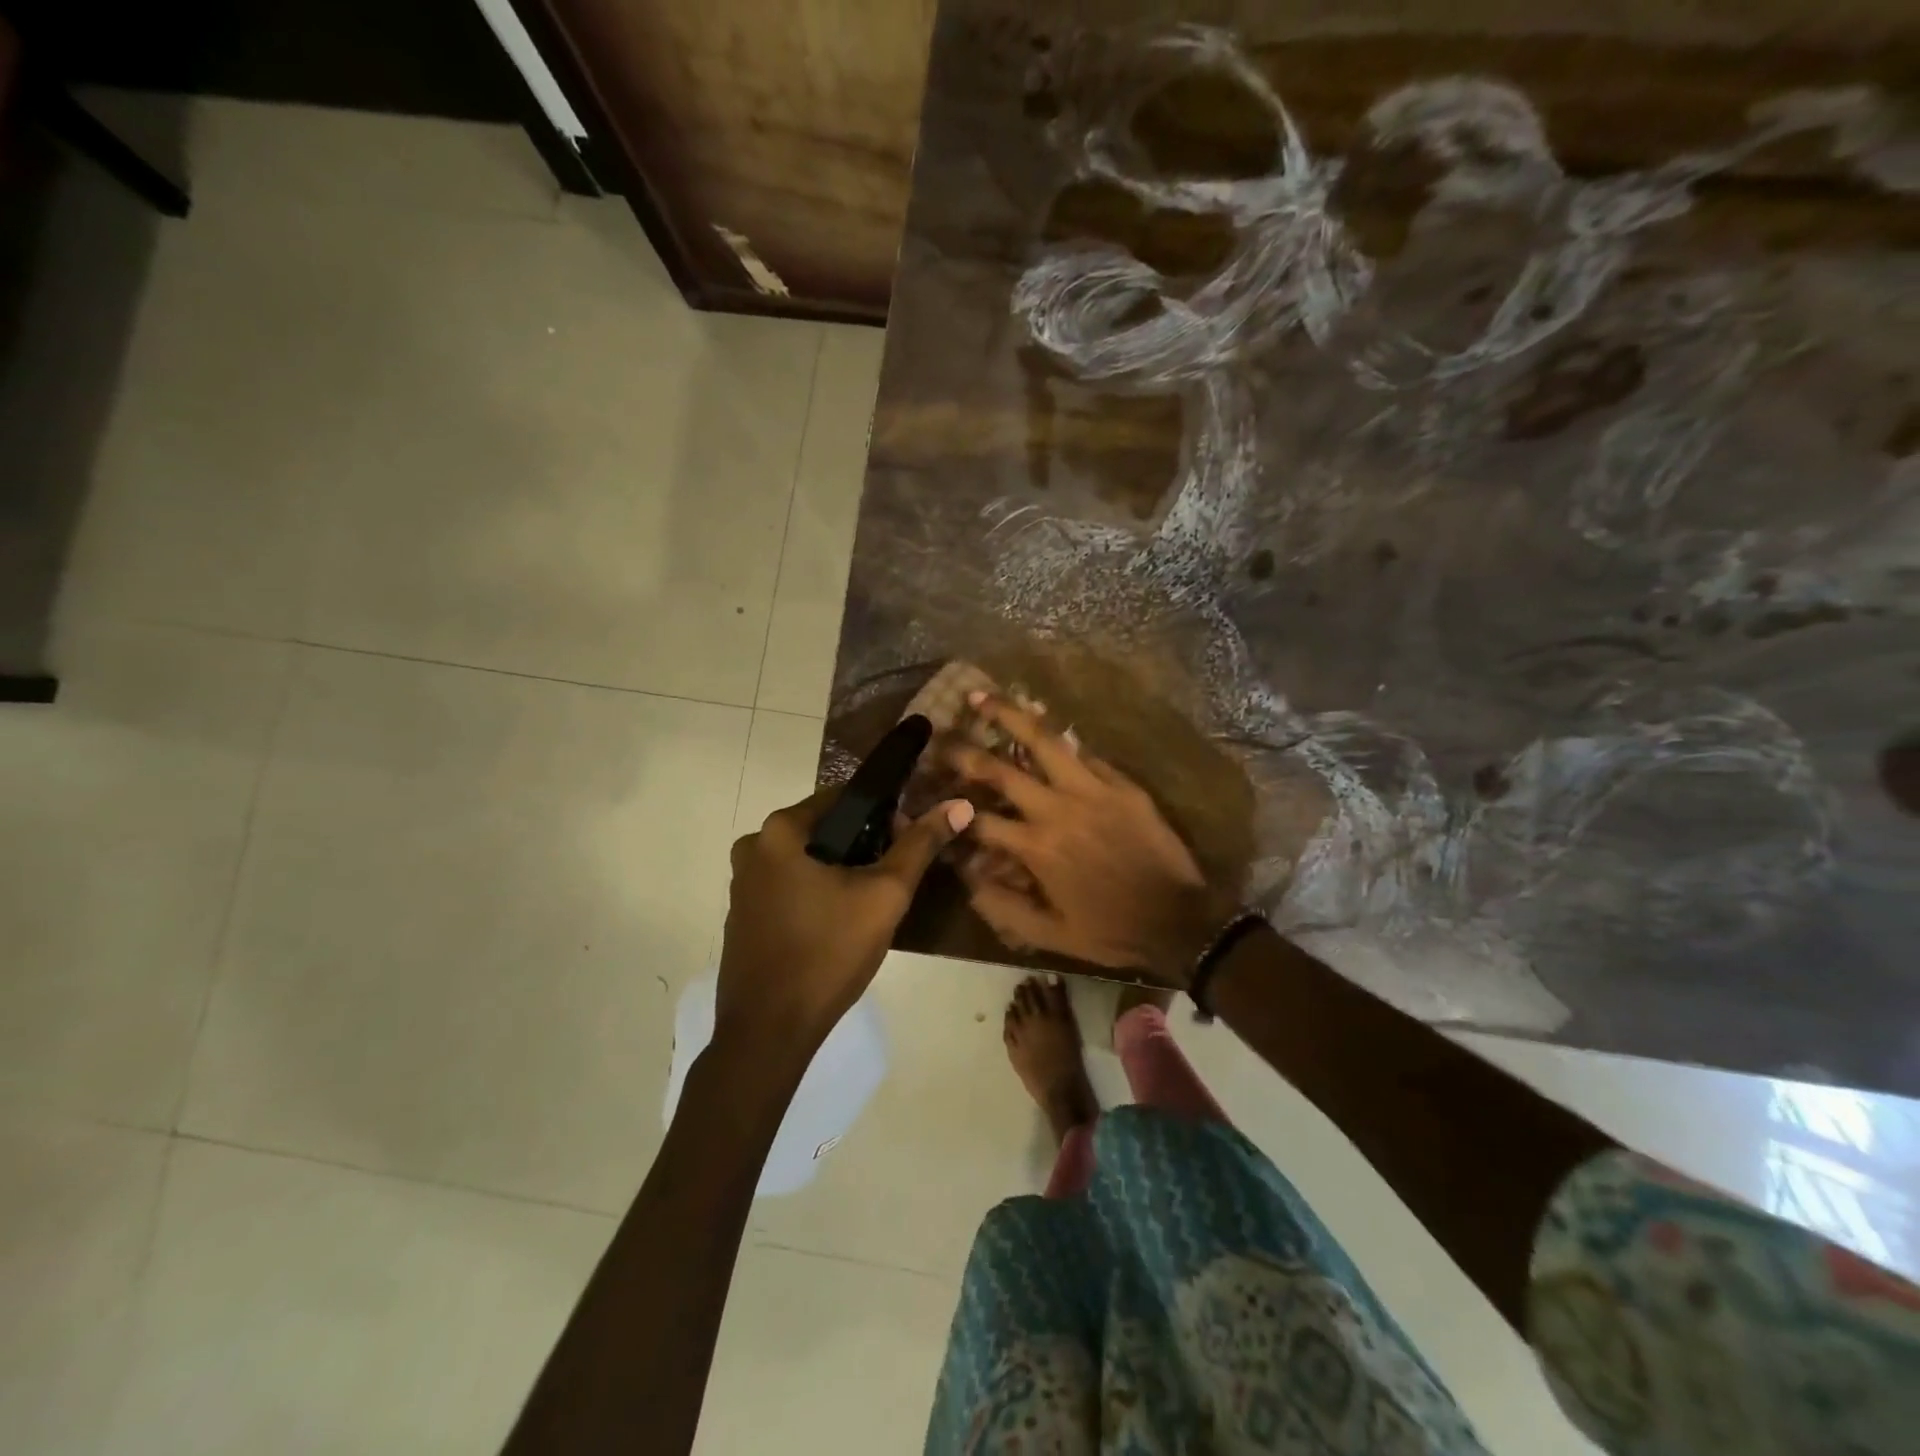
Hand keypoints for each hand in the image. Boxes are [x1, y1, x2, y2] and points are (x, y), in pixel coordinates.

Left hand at [717, 790, 973, 1055]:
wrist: (769, 1030)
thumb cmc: (828, 952)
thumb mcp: (885, 894)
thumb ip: (920, 844)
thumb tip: (959, 804)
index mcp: (779, 830)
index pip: (842, 797)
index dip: (883, 813)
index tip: (908, 841)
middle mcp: (753, 847)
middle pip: (823, 829)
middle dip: (863, 845)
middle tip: (895, 875)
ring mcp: (743, 884)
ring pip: (806, 860)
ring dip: (840, 870)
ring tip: (873, 900)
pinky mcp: (743, 916)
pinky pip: (789, 886)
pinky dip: (816, 892)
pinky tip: (839, 922)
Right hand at [948, 694, 1237, 983]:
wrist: (1181, 921)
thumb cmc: (1111, 931)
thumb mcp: (1051, 935)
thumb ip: (1003, 908)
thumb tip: (967, 879)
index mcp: (1036, 847)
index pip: (979, 820)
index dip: (950, 810)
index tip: (933, 798)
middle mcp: (1057, 809)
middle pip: (1001, 769)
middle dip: (964, 752)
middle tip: (942, 736)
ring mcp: (1092, 790)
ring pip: (1044, 741)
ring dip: (1010, 715)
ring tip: (984, 695)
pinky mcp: (1122, 784)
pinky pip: (1085, 754)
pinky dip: (1060, 741)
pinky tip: (1042, 724)